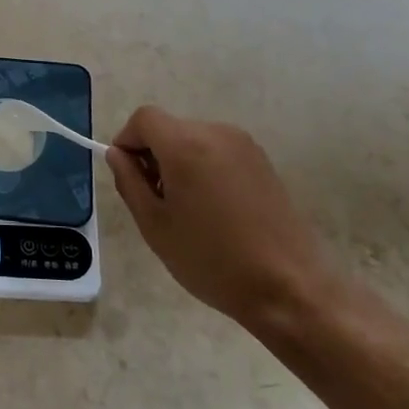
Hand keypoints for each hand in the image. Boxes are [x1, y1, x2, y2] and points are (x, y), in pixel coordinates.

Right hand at [106, 105, 336, 331]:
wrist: (289, 289)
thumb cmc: (212, 260)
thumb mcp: (155, 225)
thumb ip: (129, 182)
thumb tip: (118, 155)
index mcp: (186, 144)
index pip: (143, 118)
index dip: (128, 141)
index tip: (129, 176)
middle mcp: (216, 133)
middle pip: (170, 128)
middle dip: (154, 155)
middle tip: (156, 201)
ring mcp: (244, 146)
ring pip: (194, 140)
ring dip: (180, 162)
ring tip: (188, 210)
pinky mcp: (263, 162)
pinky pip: (218, 152)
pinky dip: (205, 168)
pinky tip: (216, 211)